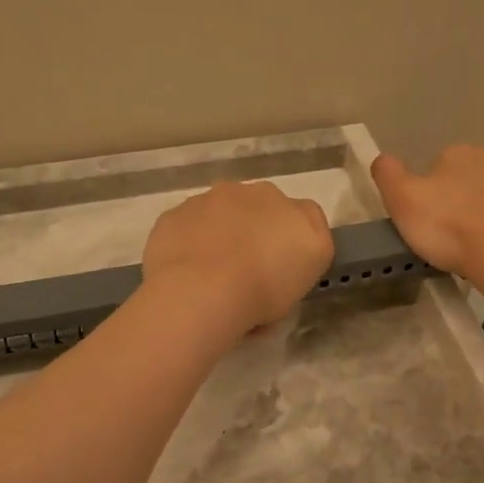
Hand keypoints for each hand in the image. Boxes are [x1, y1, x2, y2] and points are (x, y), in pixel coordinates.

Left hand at [142, 181, 334, 336]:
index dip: (291, 241)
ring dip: (218, 238)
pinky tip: (187, 276)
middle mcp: (244, 192)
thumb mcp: (312, 263)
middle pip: (254, 212)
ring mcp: (202, 202)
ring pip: (216, 218)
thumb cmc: (266, 284)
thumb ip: (312, 239)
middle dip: (252, 234)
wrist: (201, 291)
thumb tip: (296, 236)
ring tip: (212, 280)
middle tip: (248, 276)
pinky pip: (185, 231)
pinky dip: (188, 247)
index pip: (297, 215)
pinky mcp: (171, 218)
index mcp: (283, 203)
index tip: (283, 270)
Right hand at [370, 146, 483, 285]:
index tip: (433, 220)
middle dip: (467, 194)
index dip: (434, 193)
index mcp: (456, 153)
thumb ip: (388, 176)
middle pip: (474, 173)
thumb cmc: (451, 227)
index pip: (440, 166)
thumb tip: (381, 158)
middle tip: (459, 232)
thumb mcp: (403, 202)